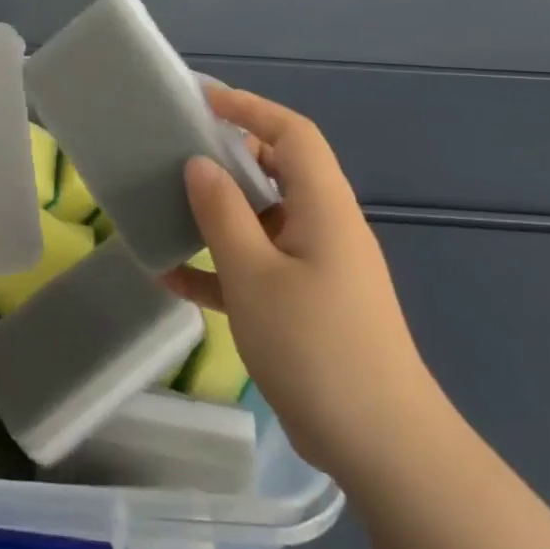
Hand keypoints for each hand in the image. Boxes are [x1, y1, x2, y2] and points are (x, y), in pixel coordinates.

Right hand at [161, 86, 448, 481]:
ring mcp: (317, 268)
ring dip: (218, 214)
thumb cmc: (316, 346)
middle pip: (277, 172)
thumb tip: (199, 164)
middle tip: (178, 151)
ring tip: (167, 206)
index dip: (251, 108)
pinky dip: (221, 266)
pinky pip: (259, 268)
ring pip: (262, 221)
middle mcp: (324, 227)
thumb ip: (222, 213)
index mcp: (323, 207)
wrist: (382, 447)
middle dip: (229, 156)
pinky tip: (174, 278)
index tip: (204, 101)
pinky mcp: (306, 305)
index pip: (292, 134)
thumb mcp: (254, 274)